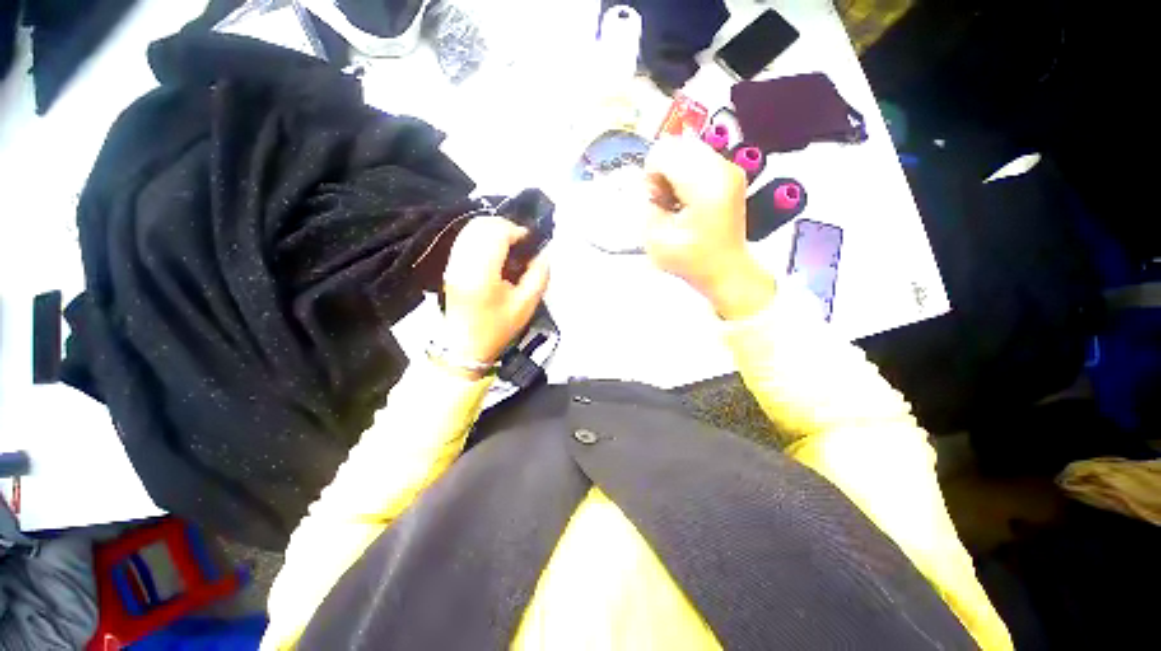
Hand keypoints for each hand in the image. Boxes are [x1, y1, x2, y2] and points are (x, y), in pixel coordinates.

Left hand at [441, 216, 549, 377]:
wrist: (465, 346)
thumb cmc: (498, 328)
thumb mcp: (526, 305)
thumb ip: (539, 275)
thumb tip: (543, 253)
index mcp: (482, 274)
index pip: (496, 233)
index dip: (515, 230)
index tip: (530, 241)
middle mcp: (463, 263)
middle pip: (481, 225)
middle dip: (505, 226)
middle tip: (521, 241)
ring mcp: (453, 264)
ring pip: (470, 229)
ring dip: (492, 230)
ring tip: (509, 244)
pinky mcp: (450, 267)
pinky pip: (465, 239)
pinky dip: (481, 237)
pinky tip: (494, 251)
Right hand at [643, 137, 774, 320]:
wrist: (726, 270)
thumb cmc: (691, 260)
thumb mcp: (656, 240)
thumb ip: (646, 205)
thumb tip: (650, 185)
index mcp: (704, 184)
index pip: (664, 152)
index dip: (651, 175)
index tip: (656, 201)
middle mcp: (722, 168)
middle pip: (676, 145)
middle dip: (662, 170)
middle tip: (665, 201)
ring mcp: (730, 169)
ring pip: (687, 149)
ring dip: (674, 171)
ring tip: (677, 201)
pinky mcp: (731, 174)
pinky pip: (698, 158)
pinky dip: (686, 174)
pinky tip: (688, 199)